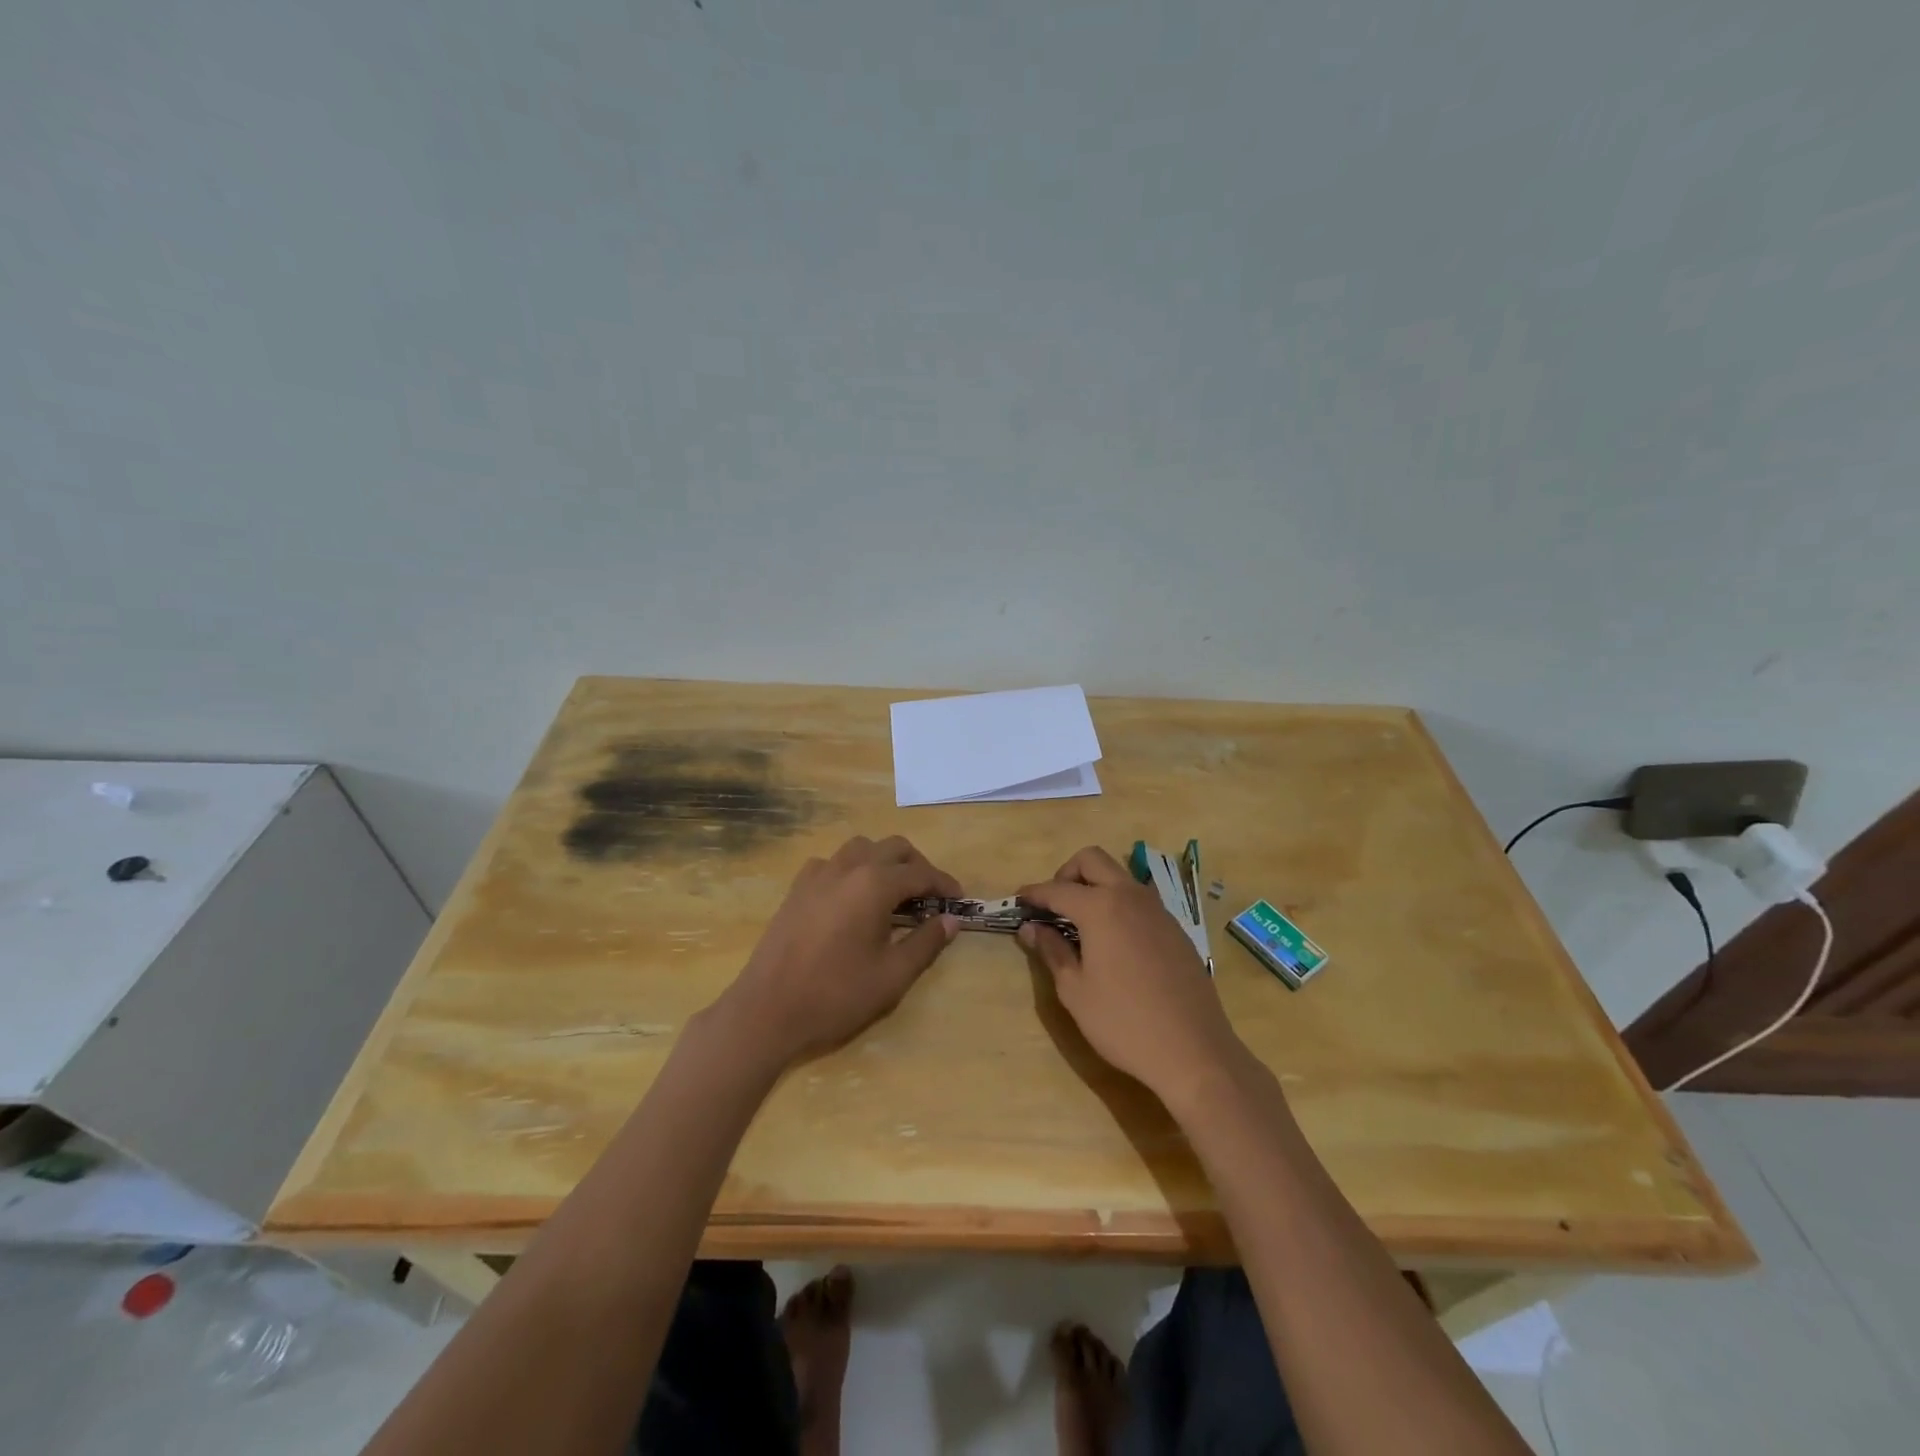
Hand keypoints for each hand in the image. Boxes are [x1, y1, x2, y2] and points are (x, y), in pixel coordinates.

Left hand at [714, 835, 961, 1068]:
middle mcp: (847, 867)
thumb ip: (926, 942)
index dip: (945, 884)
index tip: (960, 900)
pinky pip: (831, 863)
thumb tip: (951, 920)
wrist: (768, 1011)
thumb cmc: (836, 995)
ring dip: (884, 861)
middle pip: (892, 848)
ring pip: (861, 848)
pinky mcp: (797, 888)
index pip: (921, 873)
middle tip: (930, 896)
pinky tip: (852, 899)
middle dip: (917, 866)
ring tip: (893, 893)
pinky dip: (851, 870)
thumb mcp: (892, 975)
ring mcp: (817, 874)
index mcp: (874, 884)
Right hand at [1018, 846, 1244, 1105]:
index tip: (1018, 900)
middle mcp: (1130, 897)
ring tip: (1081, 922)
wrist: (1193, 1050)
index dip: (1034, 893)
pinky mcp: (1175, 929)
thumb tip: (1030, 928)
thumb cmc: (1123, 1022)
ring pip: (1120, 876)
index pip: (1057, 889)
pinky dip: (1119, 904)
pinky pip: (1140, 900)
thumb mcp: (1075, 991)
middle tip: (1054, 905)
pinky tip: (1114, 941)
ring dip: (1096, 885)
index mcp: (1101, 908)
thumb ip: (1052, 951)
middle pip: (1092, 860)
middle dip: (1067, 873)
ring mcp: (1158, 910)